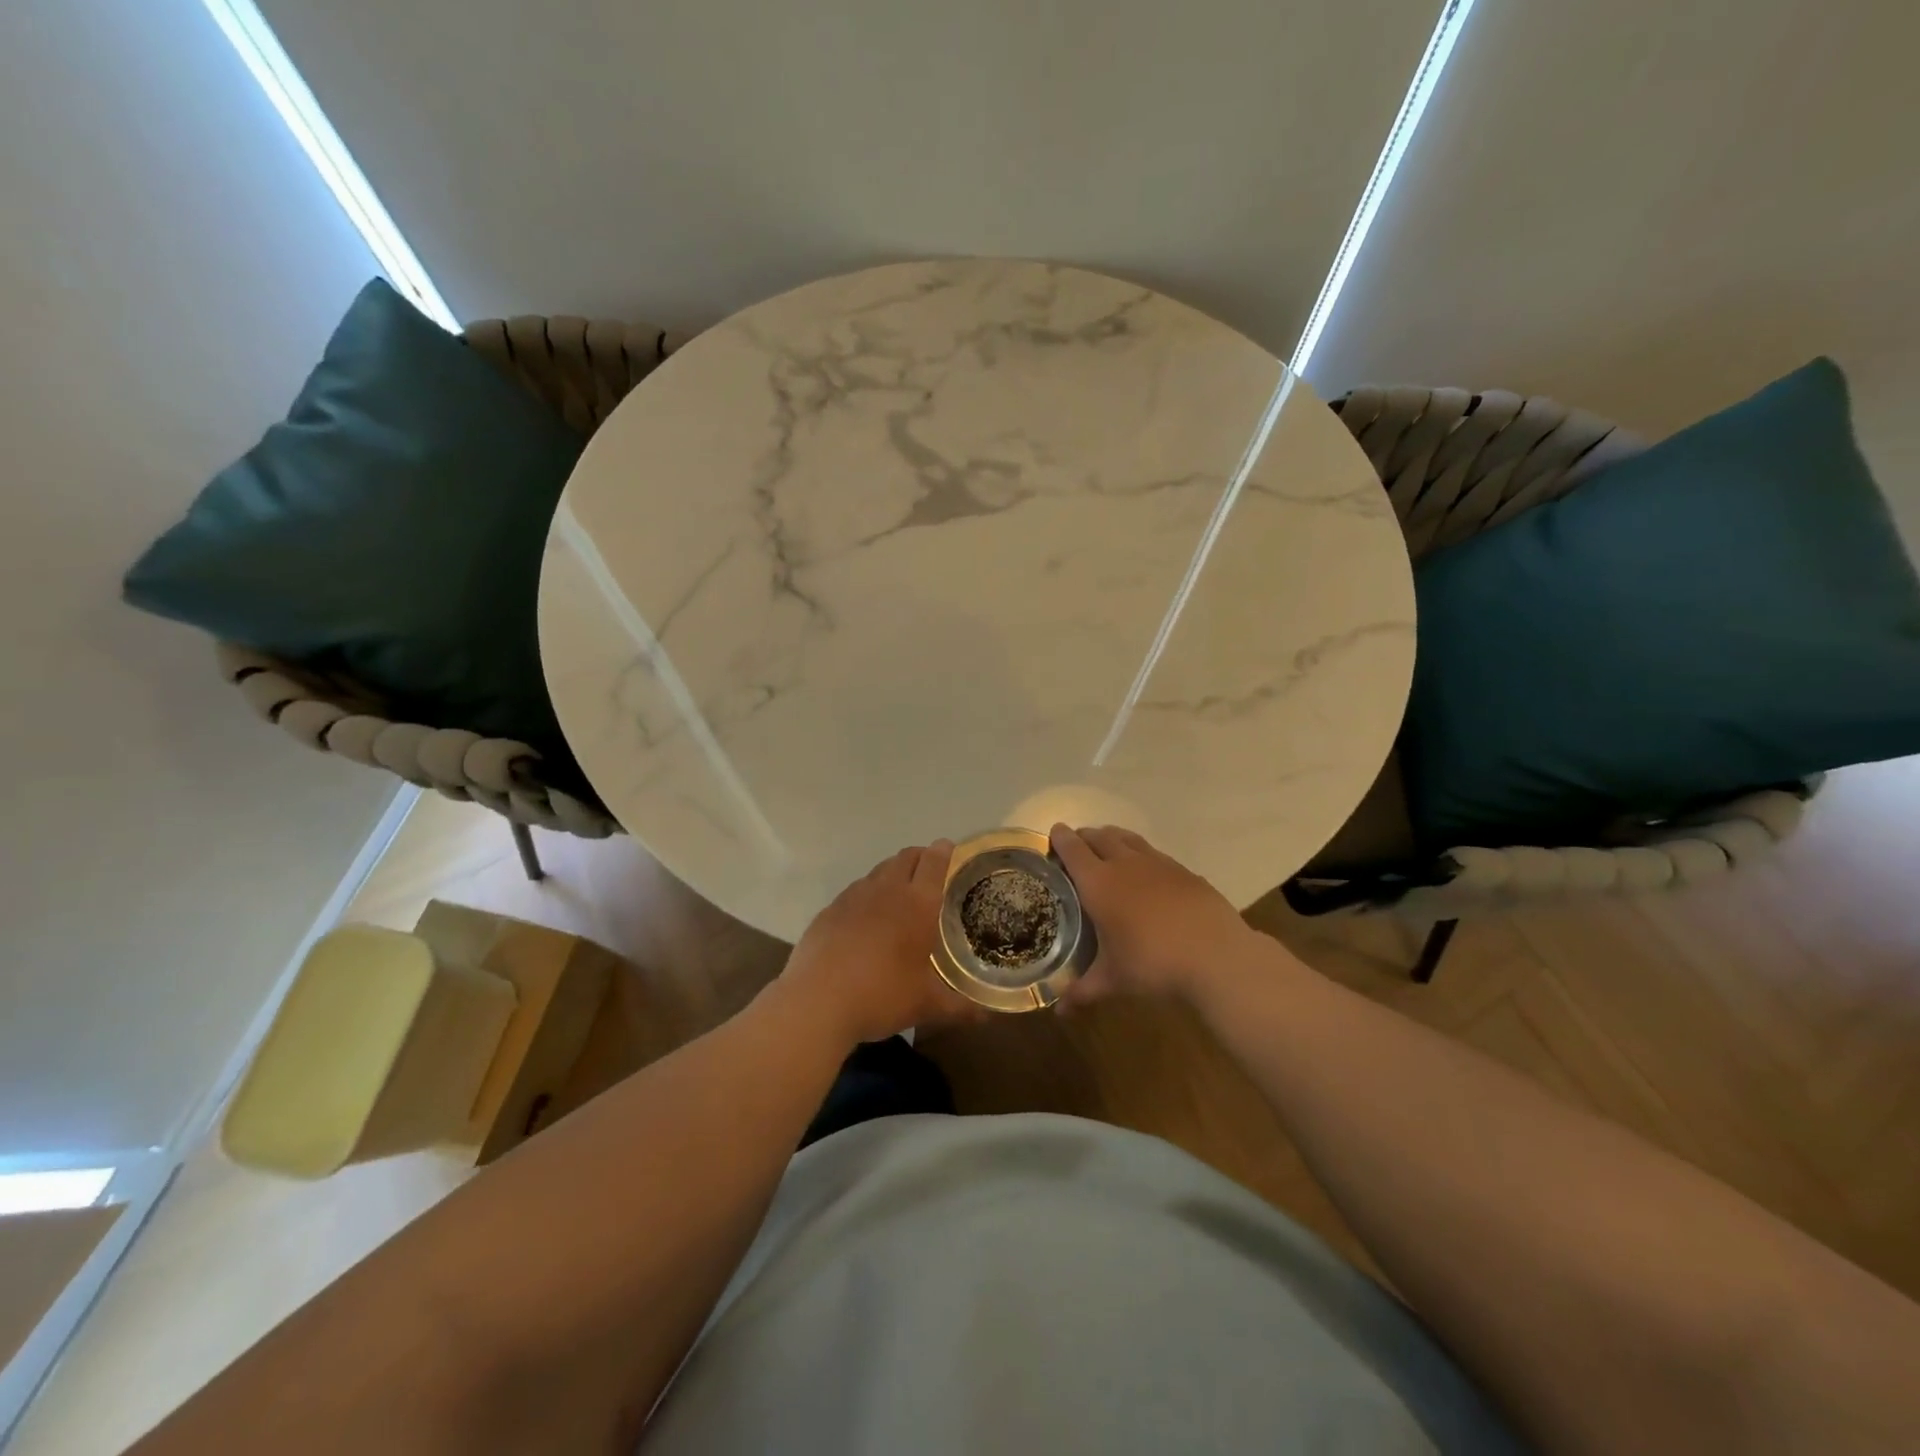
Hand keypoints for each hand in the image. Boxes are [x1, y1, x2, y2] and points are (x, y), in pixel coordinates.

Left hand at [779, 841, 983, 1044]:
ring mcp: (853, 897)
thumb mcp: (926, 1006)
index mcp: (917, 903)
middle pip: (905, 858)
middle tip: (930, 873)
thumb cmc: (881, 996)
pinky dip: (867, 896)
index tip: (949, 849)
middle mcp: (886, 890)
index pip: (933, 861)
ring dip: (892, 874)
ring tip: (899, 897)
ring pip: (878, 872)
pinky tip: (865, 921)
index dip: (943, 851)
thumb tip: (986, 1016)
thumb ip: (959, 1007)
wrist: (816, 1002)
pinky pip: (855, 892)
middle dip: (920, 858)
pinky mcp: (829, 910)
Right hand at [1049, 824, 1258, 1007]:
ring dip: (1113, 839)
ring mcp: (1159, 864)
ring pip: (1129, 839)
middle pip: (1100, 836)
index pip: (1073, 850)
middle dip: (1085, 836)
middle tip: (1077, 845)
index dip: (1061, 839)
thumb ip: (1083, 990)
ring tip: (1109, 848)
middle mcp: (1125, 864)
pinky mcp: (1185, 872)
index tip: (1054, 833)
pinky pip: (1155, 854)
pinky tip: (1148, 875)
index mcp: (1099, 883)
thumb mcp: (1113, 980)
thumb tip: (1059, 1011)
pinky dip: (1143, 856)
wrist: (1217, 956)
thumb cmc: (1153, 964)